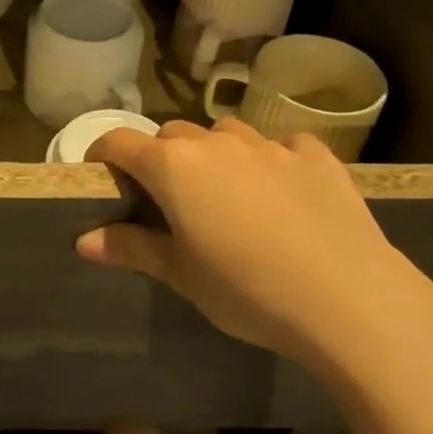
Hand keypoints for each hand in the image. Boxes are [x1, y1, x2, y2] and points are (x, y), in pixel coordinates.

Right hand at [77, 119, 432, 384]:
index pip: (120, 142)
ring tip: (227, 194)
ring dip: (215, 155)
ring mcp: (269, 144)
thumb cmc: (247, 290)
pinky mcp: (315, 155)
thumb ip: (131, 248)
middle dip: (162, 159)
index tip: (103, 176)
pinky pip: (281, 146)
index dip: (104, 155)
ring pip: (225, 135)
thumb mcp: (182, 275)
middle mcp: (216, 143)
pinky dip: (271, 161)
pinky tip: (284, 194)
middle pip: (172, 136)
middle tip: (170, 200)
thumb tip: (83, 240)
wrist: (349, 299)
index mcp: (174, 167)